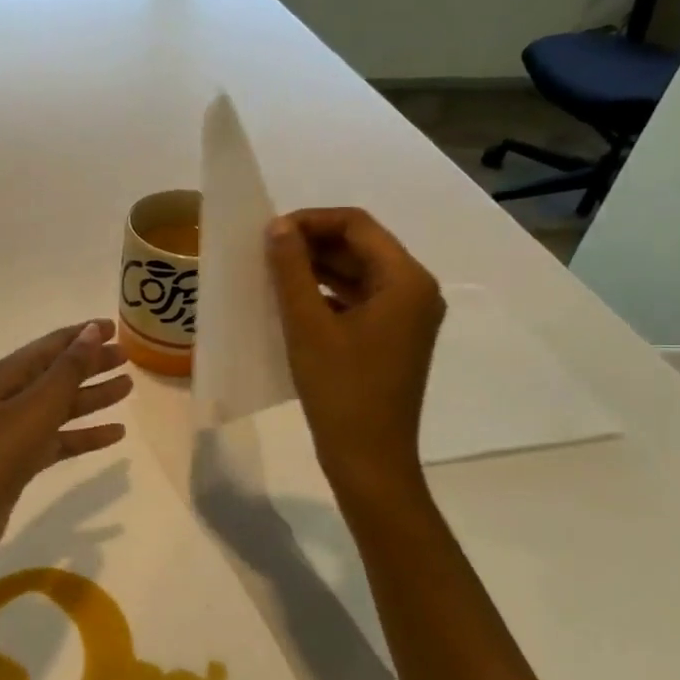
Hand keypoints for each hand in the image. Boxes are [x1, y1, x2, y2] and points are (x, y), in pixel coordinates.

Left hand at [0, 321, 131, 622]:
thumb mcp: (34, 409)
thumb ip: (67, 371)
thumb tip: (93, 330)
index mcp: (10, 377)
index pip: (52, 345)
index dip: (83, 335)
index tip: (116, 327)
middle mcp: (12, 399)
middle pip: (59, 374)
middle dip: (92, 364)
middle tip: (130, 358)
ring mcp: (15, 433)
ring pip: (62, 407)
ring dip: (92, 397)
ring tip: (128, 387)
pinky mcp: (20, 465)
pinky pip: (60, 441)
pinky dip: (85, 436)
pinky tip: (115, 435)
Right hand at [266, 209, 445, 499]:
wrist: (368, 458)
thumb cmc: (340, 389)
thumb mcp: (308, 325)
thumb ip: (292, 270)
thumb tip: (278, 226)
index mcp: (406, 280)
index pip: (357, 226)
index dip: (311, 221)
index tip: (269, 232)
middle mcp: (415, 290)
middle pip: (361, 246)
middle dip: (313, 243)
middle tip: (264, 252)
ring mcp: (406, 317)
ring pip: (358, 273)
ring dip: (317, 268)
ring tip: (272, 273)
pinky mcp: (392, 338)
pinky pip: (359, 300)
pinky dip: (327, 293)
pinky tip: (291, 301)